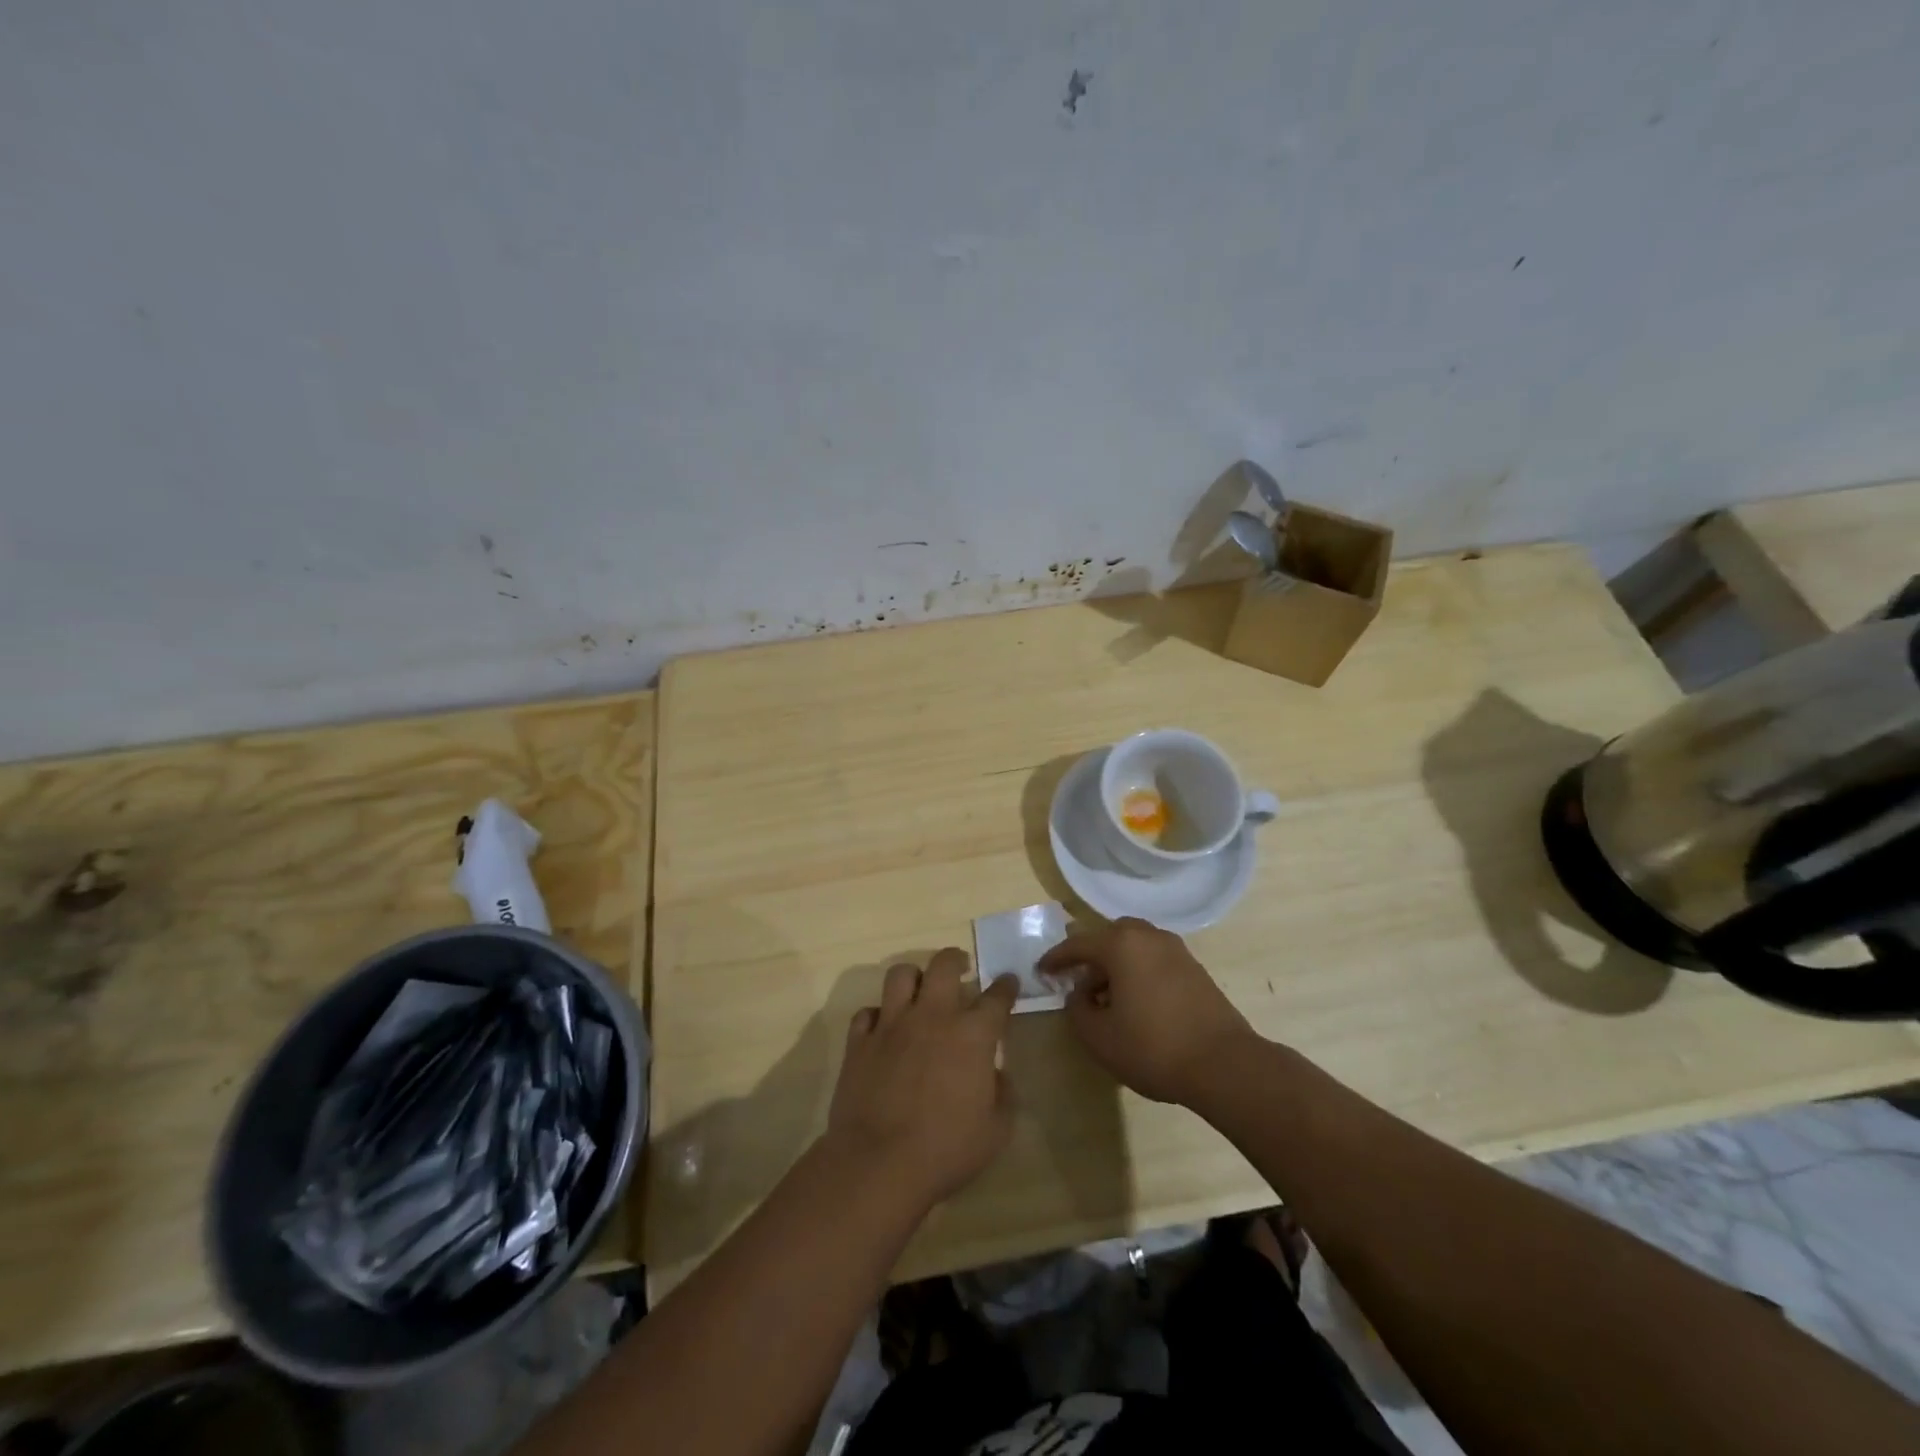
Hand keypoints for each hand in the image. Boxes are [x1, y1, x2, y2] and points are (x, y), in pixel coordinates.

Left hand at [826, 948, 1019, 1209]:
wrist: (879, 1163)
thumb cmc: (946, 1150)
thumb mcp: (996, 1131)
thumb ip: (1004, 1095)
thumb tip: (998, 1075)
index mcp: (971, 1035)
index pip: (996, 997)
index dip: (1006, 987)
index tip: (1008, 982)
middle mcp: (932, 1016)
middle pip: (943, 965)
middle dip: (955, 959)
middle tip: (961, 967)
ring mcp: (891, 1025)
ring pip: (900, 975)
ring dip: (913, 977)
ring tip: (919, 989)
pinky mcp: (859, 1042)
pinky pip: (866, 1012)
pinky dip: (876, 1016)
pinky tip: (883, 1028)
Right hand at [1039, 918, 1257, 1104]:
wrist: (1224, 1064)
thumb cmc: (1153, 1047)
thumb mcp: (1099, 1036)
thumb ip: (1077, 1009)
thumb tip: (1080, 993)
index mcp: (1121, 944)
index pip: (1078, 944)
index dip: (1056, 958)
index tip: (1041, 970)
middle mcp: (1148, 936)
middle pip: (1109, 937)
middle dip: (1089, 956)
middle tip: (1076, 980)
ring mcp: (1176, 950)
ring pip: (1134, 946)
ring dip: (1115, 965)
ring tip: (1106, 997)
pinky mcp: (1194, 969)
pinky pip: (1154, 959)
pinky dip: (1137, 971)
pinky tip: (1135, 1002)